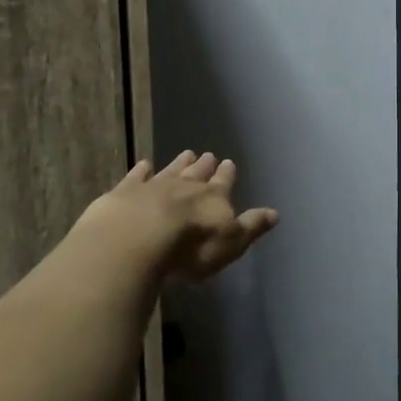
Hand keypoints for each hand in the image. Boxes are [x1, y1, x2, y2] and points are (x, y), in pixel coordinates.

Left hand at [80, 150, 278, 280]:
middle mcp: (186, 186)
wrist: (136, 240)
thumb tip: (275, 213)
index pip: (224, 182)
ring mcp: (154, 186)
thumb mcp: (231, 242)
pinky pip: (136, 177)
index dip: (227, 174)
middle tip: (208, 155)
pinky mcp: (125, 192)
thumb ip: (251, 226)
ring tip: (186, 153)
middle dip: (205, 165)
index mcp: (214, 197)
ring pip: (171, 170)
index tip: (229, 163)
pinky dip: (141, 170)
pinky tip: (143, 164)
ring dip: (179, 163)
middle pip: (198, 172)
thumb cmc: (191, 247)